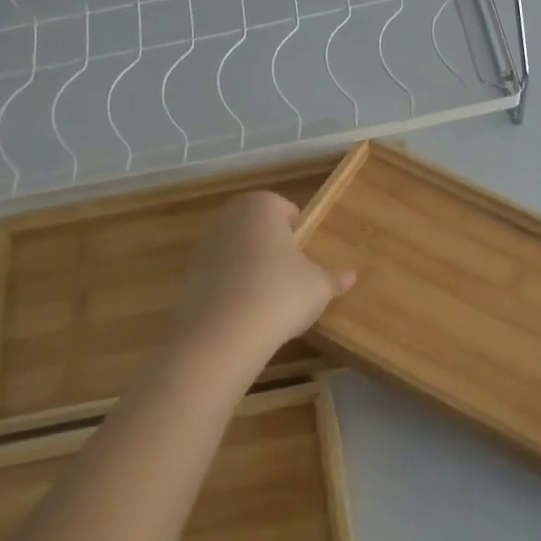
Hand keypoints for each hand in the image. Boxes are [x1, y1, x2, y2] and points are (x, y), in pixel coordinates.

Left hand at [171, 192, 354, 365]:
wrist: (223, 334)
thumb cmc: (280, 294)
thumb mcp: (318, 287)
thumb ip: (334, 278)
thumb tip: (351, 276)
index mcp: (262, 206)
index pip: (285, 209)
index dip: (298, 232)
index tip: (306, 257)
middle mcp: (230, 216)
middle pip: (257, 227)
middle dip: (272, 246)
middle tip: (290, 275)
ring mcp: (205, 244)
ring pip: (236, 249)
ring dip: (250, 266)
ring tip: (268, 298)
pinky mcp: (189, 274)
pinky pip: (219, 274)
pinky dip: (231, 286)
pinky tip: (244, 311)